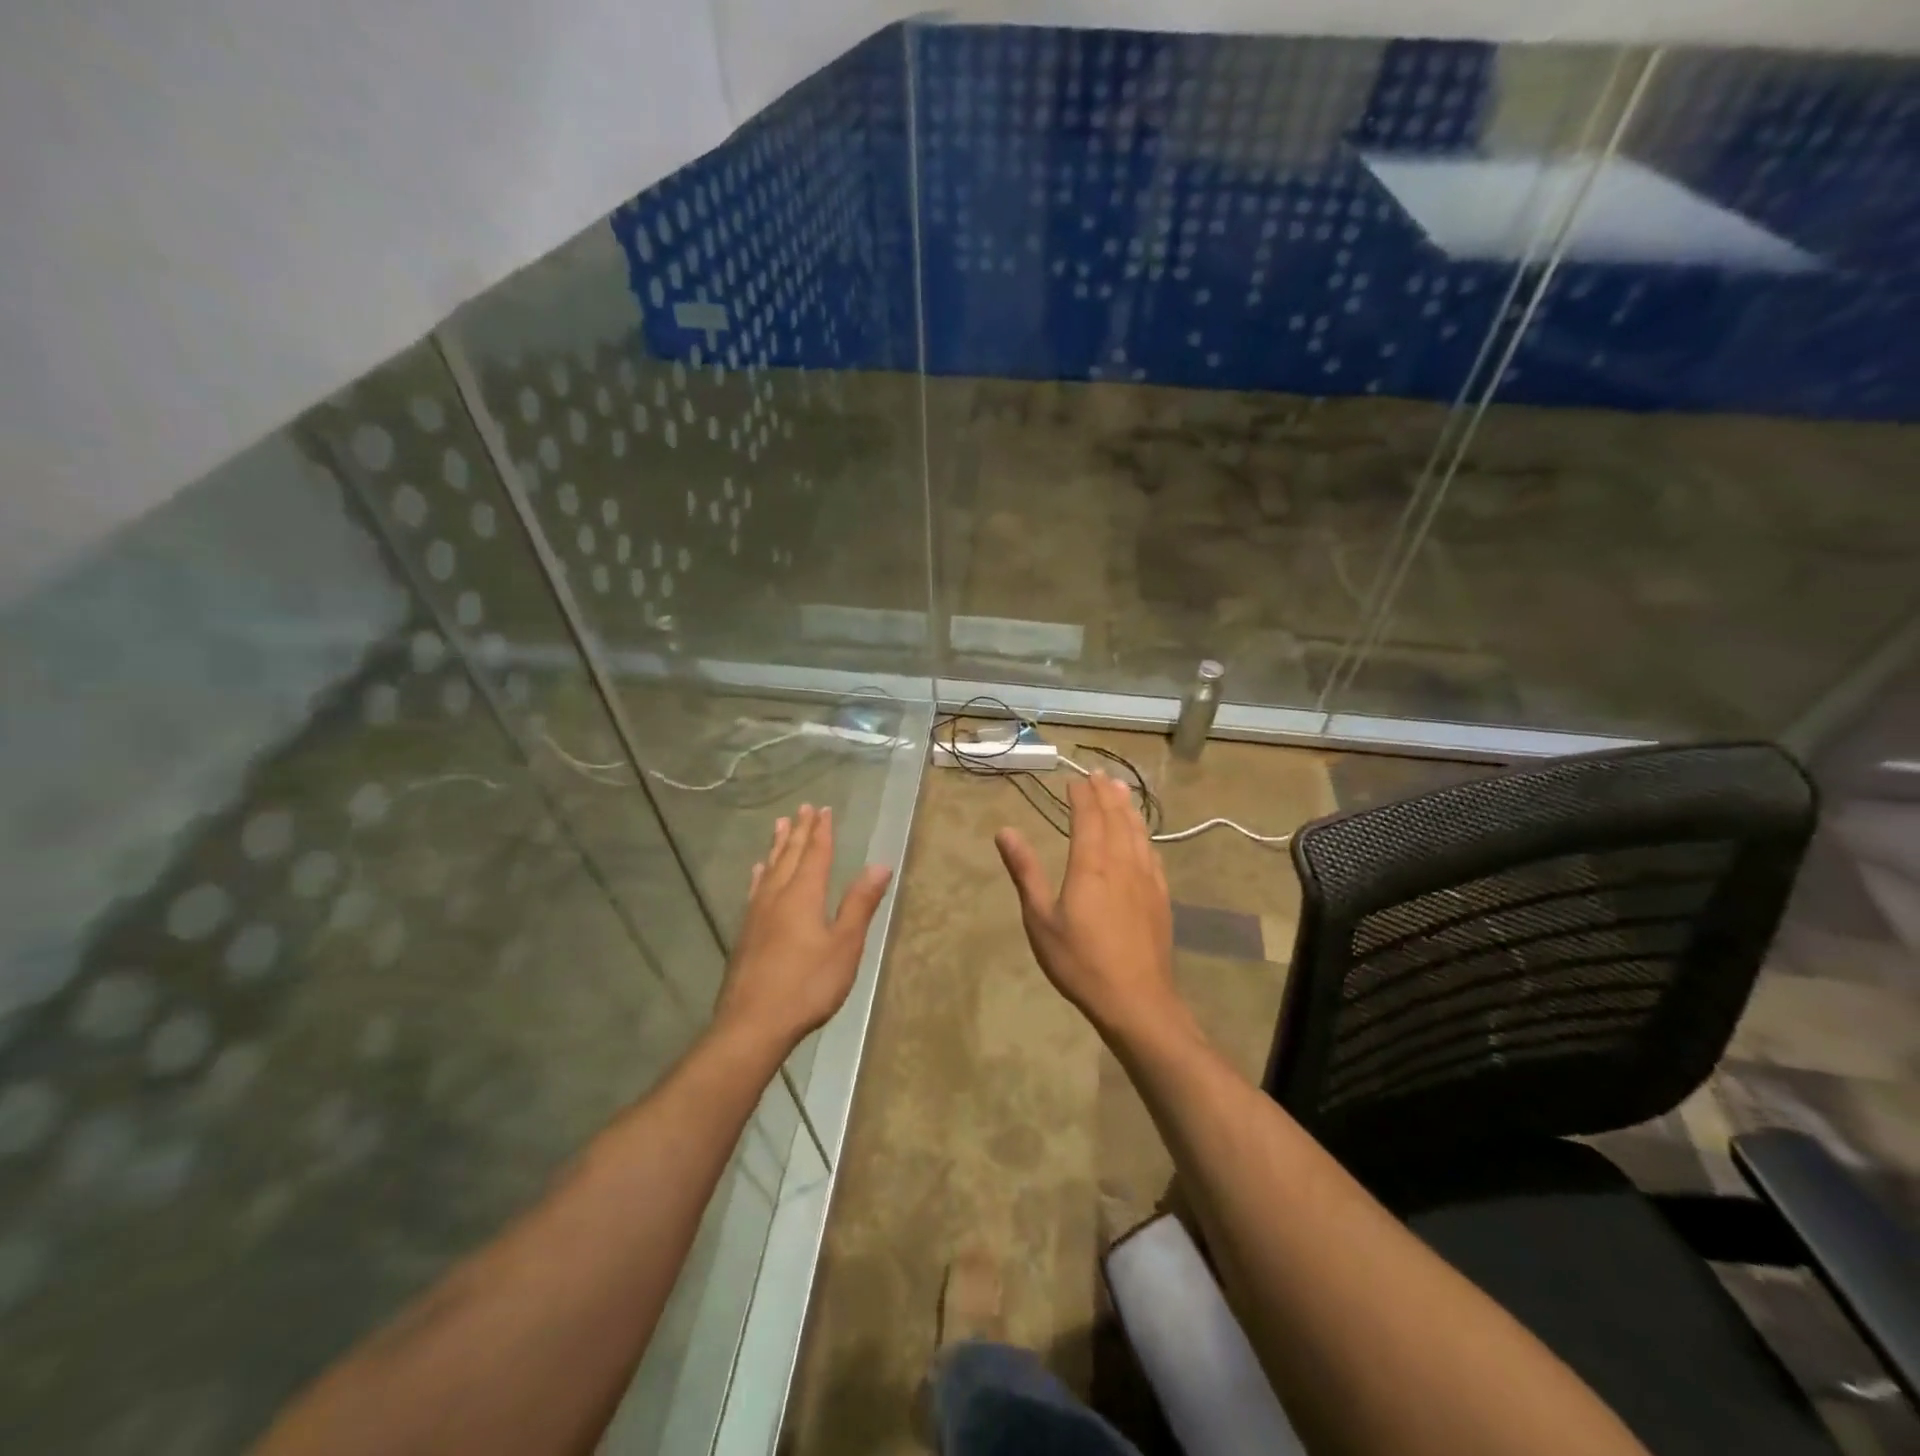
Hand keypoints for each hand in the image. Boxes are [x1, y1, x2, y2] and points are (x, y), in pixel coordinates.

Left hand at [714, 804, 892, 1055]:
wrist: (752, 1024)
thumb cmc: (807, 985)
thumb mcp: (844, 945)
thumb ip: (860, 903)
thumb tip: (879, 864)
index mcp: (803, 895)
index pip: (815, 854)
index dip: (822, 831)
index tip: (824, 809)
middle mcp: (777, 896)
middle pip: (790, 856)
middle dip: (800, 831)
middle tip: (803, 808)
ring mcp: (757, 914)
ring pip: (770, 869)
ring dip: (778, 846)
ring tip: (780, 825)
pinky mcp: (746, 933)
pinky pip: (755, 889)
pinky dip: (760, 874)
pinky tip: (758, 872)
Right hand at [995, 772, 1182, 1038]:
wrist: (1136, 1000)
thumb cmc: (1080, 961)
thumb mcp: (1040, 919)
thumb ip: (1025, 872)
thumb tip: (1005, 831)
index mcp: (1091, 865)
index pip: (1088, 817)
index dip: (1081, 795)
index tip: (1073, 780)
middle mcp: (1122, 862)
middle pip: (1116, 817)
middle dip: (1106, 793)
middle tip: (1098, 775)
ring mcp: (1146, 878)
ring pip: (1138, 831)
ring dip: (1128, 807)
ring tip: (1121, 789)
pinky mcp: (1160, 896)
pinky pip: (1152, 853)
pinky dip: (1144, 834)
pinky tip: (1142, 835)